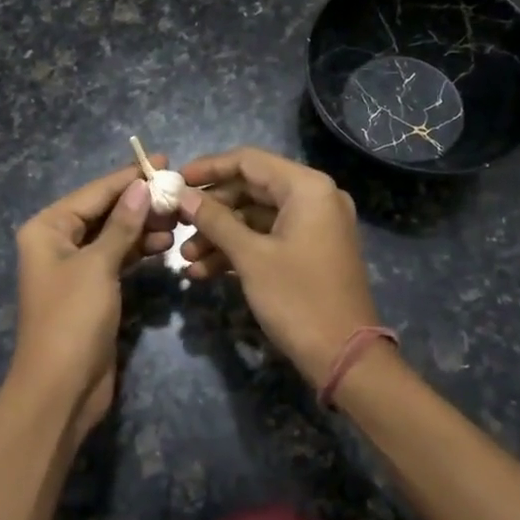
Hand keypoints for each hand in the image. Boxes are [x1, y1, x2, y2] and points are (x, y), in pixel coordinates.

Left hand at [12, 157, 176, 432]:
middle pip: (104, 211)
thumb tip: (140, 186)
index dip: (129, 176)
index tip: (163, 160)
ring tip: (178, 220)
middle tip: (179, 194)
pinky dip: (139, 251)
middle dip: (140, 202)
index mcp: (47, 228)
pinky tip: (166, 246)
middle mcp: (57, 242)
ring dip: (143, 227)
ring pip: (114, 236)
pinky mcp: (92, 290)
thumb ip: (122, 225)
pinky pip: (117, 259)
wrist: (61, 389)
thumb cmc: (72, 319)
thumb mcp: (98, 266)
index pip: (94, 193)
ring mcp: (75, 268)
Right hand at [178, 147, 380, 387]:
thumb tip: (182, 194)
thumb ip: (215, 220)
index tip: (174, 181)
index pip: (248, 161)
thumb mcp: (250, 256)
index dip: (208, 168)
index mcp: (307, 188)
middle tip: (176, 223)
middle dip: (211, 209)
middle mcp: (314, 198)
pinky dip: (238, 250)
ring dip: (219, 235)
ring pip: (255, 217)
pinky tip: (203, 271)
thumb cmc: (298, 298)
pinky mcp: (309, 251)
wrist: (344, 358)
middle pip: (250, 188)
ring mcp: (314, 226)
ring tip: (186, 259)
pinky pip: (267, 238)